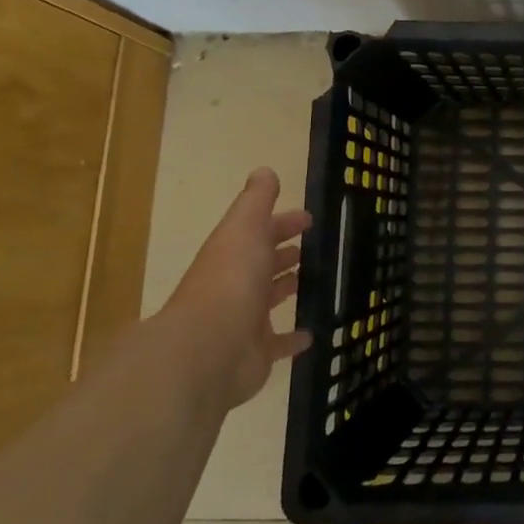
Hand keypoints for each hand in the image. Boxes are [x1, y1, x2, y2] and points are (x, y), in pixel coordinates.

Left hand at [161, 167, 313, 410]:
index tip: (308, 219)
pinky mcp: (255, 353)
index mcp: (232, 254)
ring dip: (286, 289)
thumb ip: (256, 201)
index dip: (281, 223)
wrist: (207, 351)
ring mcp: (244, 320)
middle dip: (283, 254)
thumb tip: (264, 171)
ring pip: (269, 300)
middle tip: (312, 248)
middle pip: (262, 264)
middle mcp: (235, 285)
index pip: (258, 232)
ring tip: (315, 281)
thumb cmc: (230, 281)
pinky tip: (312, 333)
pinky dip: (293, 338)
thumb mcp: (244, 229)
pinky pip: (278, 343)